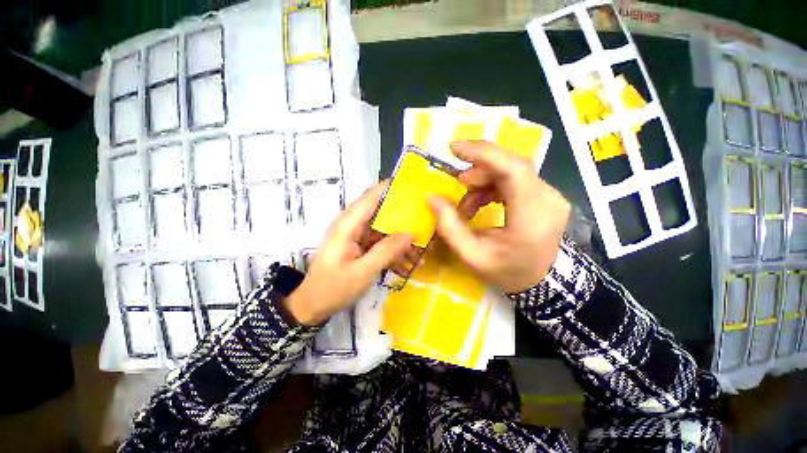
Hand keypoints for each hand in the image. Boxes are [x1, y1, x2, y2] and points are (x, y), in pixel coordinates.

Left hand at [285, 182, 410, 325]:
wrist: (312, 307)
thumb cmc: (333, 288)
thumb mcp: (362, 271)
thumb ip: (386, 251)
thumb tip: (410, 234)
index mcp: (348, 224)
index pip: (371, 197)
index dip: (390, 189)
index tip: (413, 187)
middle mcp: (353, 226)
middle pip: (382, 213)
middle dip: (404, 219)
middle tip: (426, 223)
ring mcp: (357, 237)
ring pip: (384, 231)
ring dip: (401, 242)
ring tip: (420, 255)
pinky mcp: (360, 248)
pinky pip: (381, 245)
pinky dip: (393, 254)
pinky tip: (407, 267)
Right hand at [428, 141, 570, 293]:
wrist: (542, 283)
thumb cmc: (507, 272)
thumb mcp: (471, 255)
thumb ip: (450, 227)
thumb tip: (432, 198)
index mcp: (532, 217)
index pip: (513, 169)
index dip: (483, 153)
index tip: (455, 148)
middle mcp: (548, 199)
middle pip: (511, 166)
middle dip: (478, 169)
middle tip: (457, 184)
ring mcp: (550, 195)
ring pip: (512, 170)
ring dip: (483, 181)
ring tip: (466, 205)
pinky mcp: (545, 195)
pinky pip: (515, 179)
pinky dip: (492, 186)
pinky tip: (479, 202)